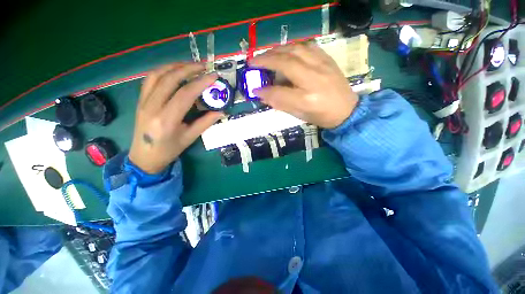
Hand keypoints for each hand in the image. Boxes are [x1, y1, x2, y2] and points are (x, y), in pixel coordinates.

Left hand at [129, 63, 221, 173]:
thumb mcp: (190, 138)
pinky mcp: (140, 100)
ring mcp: (143, 101)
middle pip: (169, 79)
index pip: (185, 94)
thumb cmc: (169, 150)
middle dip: (188, 68)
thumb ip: (205, 123)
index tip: (214, 76)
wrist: (144, 157)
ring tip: (190, 65)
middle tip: (204, 66)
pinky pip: (150, 79)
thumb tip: (221, 112)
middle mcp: (152, 107)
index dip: (201, 83)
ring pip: (157, 75)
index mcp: (166, 120)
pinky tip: (174, 71)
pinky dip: (163, 71)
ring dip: (175, 66)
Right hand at [250, 42, 357, 128]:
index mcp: (307, 99)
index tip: (254, 89)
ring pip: (296, 49)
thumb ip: (280, 103)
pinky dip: (293, 47)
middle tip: (253, 61)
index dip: (264, 90)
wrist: (347, 110)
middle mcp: (314, 79)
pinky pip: (307, 46)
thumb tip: (262, 94)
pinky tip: (286, 51)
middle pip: (286, 63)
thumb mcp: (299, 115)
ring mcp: (322, 66)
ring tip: (267, 55)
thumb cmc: (321, 116)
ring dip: (277, 50)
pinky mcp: (328, 59)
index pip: (279, 92)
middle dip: (266, 59)